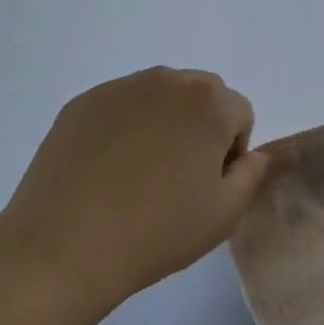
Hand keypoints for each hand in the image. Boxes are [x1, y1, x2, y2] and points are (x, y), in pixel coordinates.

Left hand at [0, 68, 270, 313]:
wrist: (64, 244)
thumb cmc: (156, 230)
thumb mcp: (224, 213)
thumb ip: (254, 174)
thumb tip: (259, 154)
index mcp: (208, 102)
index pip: (240, 114)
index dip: (231, 152)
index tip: (207, 187)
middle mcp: (166, 80)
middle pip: (201, 96)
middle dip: (200, 128)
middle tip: (177, 180)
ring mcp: (119, 88)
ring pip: (159, 99)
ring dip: (162, 124)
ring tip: (139, 175)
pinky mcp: (82, 102)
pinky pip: (119, 107)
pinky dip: (123, 128)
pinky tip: (106, 171)